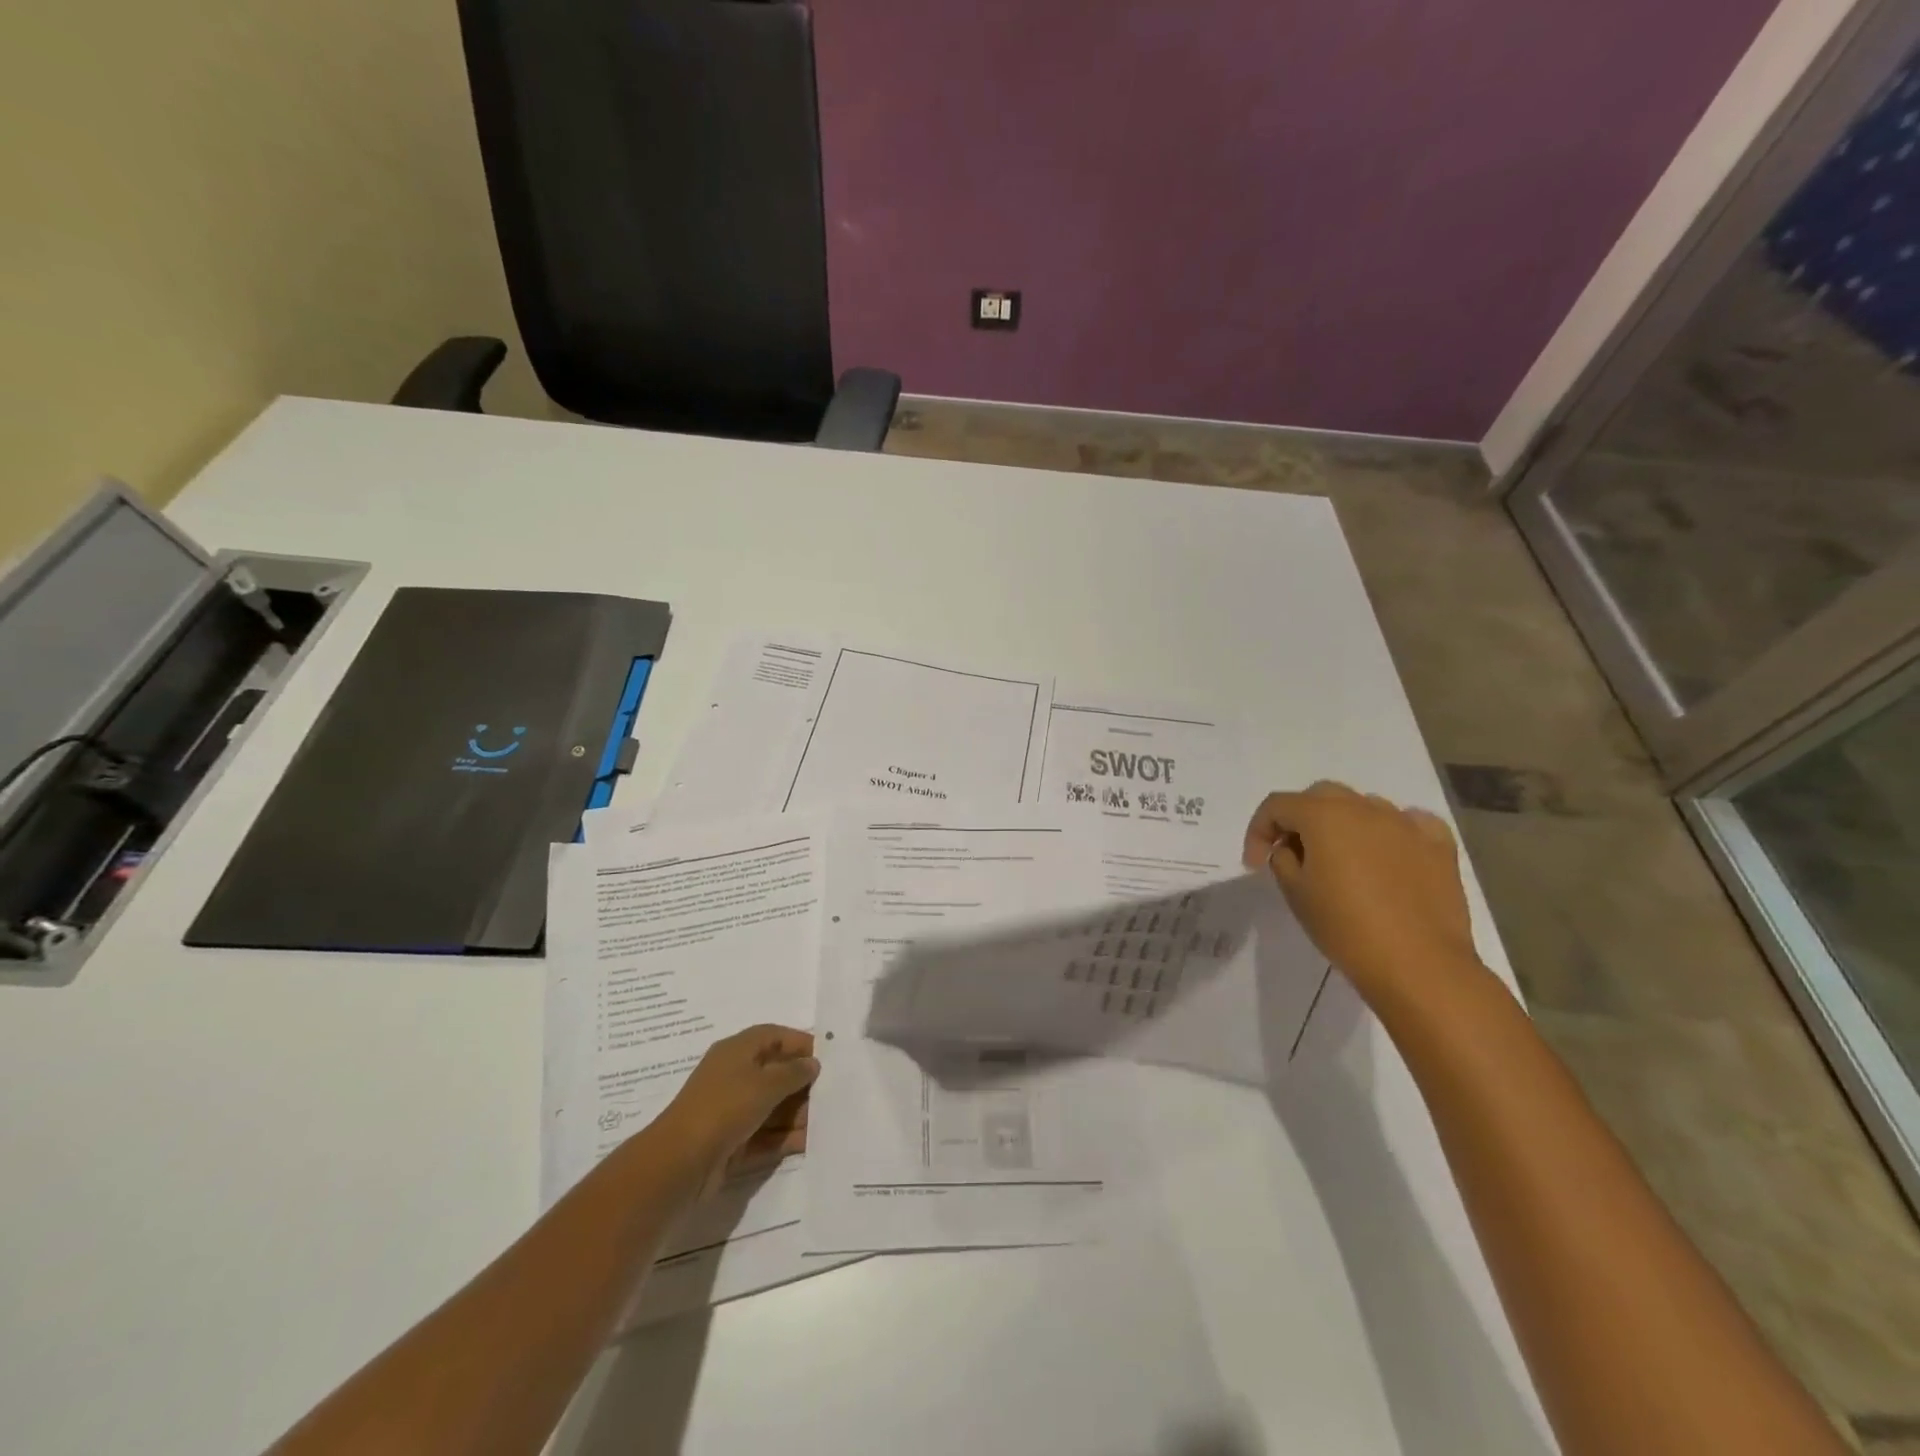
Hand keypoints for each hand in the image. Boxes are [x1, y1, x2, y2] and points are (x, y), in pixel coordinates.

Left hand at [658, 1025, 818, 1196]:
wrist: (679, 1164)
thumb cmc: (725, 1108)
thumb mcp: (765, 1084)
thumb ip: (793, 1072)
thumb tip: (812, 1064)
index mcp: (736, 1051)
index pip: (773, 1036)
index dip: (799, 1042)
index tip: (827, 1057)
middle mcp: (733, 1077)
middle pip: (774, 1072)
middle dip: (801, 1083)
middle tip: (832, 1093)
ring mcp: (730, 1111)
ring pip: (771, 1106)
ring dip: (796, 1114)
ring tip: (825, 1122)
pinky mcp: (731, 1143)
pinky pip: (764, 1135)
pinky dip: (784, 1138)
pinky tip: (808, 1143)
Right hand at [1243, 781, 1484, 1005]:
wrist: (1419, 965)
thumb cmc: (1345, 927)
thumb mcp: (1295, 893)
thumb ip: (1282, 859)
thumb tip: (1291, 849)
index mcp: (1323, 815)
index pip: (1277, 805)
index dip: (1258, 831)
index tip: (1255, 864)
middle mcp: (1364, 807)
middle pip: (1320, 796)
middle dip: (1300, 819)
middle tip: (1293, 853)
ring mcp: (1406, 824)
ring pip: (1364, 806)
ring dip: (1344, 824)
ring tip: (1342, 859)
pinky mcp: (1438, 846)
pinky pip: (1409, 823)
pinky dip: (1391, 832)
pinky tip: (1388, 853)